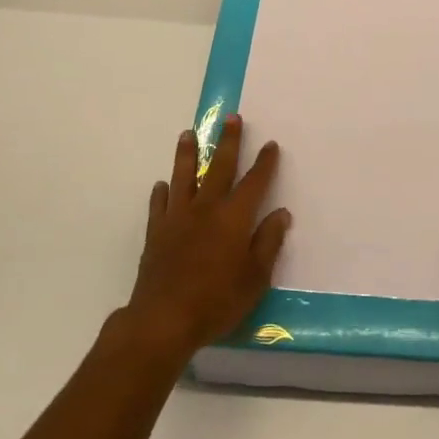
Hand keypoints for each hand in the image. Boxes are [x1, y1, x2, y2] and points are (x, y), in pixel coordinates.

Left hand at [123, 113, 289, 363]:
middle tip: (231, 118)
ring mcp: (178, 218)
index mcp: (234, 218)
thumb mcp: (255, 278)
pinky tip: (162, 185)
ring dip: (188, 154)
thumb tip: (281, 213)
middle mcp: (206, 209)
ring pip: (184, 177)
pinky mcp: (156, 233)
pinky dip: (162, 193)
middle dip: (228, 142)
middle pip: (219, 168)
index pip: (254, 182)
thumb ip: (268, 243)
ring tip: (187, 134)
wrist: (163, 320)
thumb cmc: (217, 301)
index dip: (264, 163)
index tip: (271, 144)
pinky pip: (159, 205)